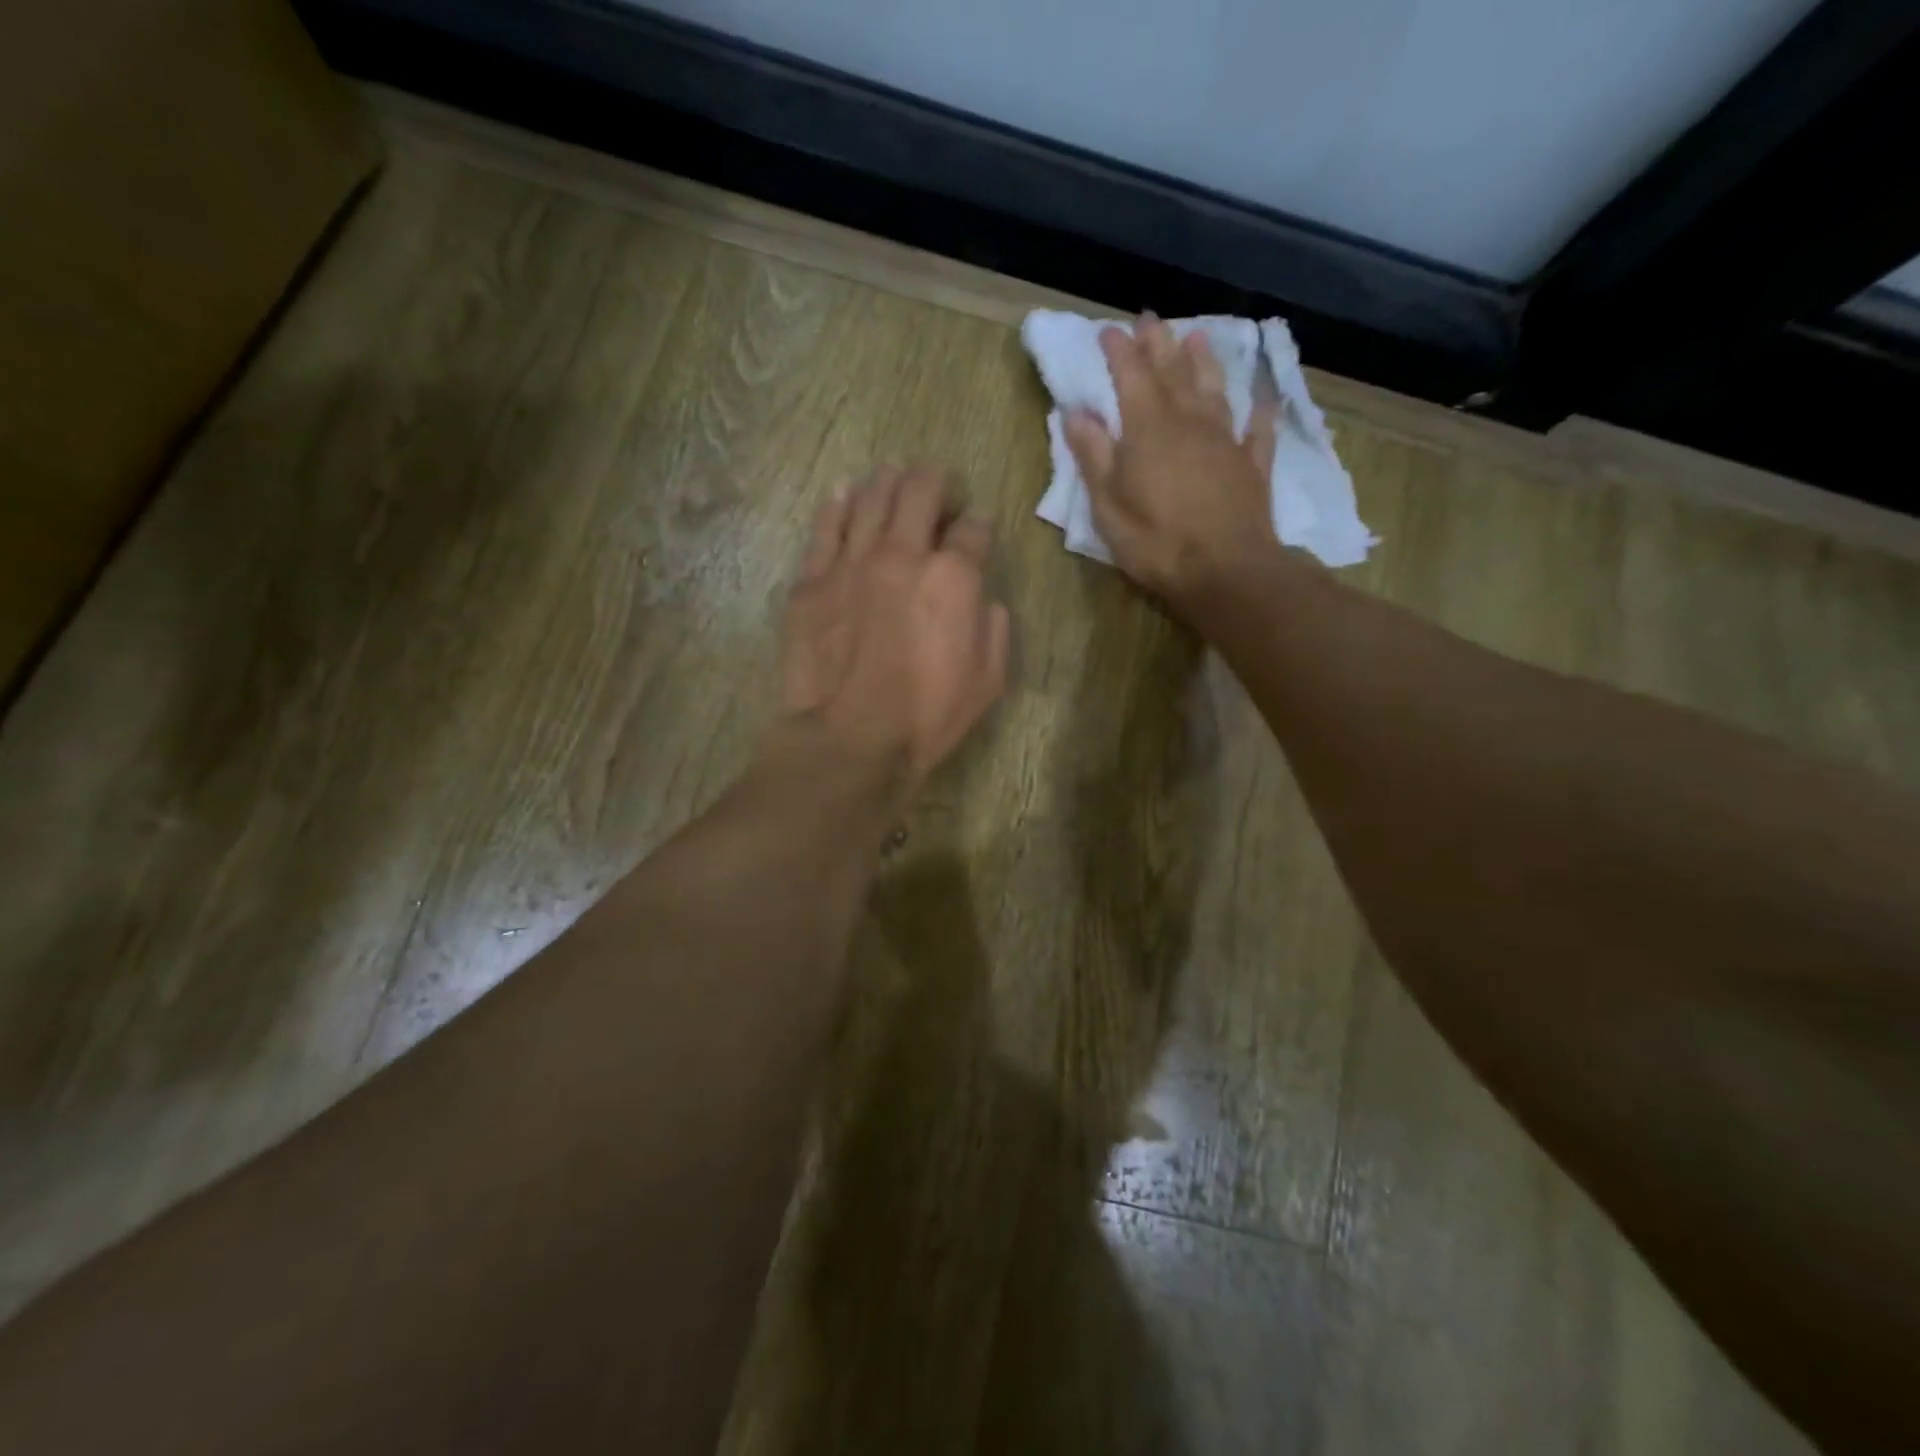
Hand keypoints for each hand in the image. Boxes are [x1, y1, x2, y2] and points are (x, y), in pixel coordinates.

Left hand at [779, 465, 1009, 801]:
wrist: (851, 740)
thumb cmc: (928, 717)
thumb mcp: (989, 680)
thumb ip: (993, 626)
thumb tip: (982, 597)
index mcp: (954, 577)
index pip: (973, 528)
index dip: (978, 523)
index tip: (975, 529)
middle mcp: (903, 554)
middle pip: (919, 491)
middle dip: (934, 481)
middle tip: (936, 486)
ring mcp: (851, 563)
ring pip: (870, 498)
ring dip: (887, 481)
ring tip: (892, 476)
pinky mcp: (812, 581)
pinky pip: (824, 528)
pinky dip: (837, 505)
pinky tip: (843, 494)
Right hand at [1064, 315, 1282, 605]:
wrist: (1225, 572)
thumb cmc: (1156, 542)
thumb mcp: (1108, 505)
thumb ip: (1093, 456)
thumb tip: (1076, 413)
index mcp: (1148, 430)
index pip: (1130, 377)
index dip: (1118, 351)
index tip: (1108, 330)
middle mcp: (1189, 422)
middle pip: (1173, 373)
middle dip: (1158, 343)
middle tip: (1149, 319)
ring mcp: (1226, 441)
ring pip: (1214, 389)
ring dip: (1204, 361)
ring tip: (1197, 335)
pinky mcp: (1253, 465)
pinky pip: (1258, 428)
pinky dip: (1260, 408)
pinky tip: (1262, 395)